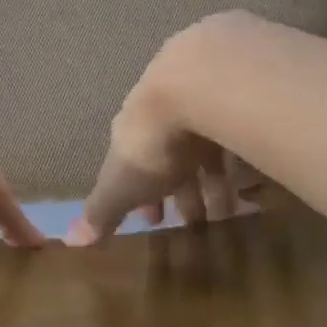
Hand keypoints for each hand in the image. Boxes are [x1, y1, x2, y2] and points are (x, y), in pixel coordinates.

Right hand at [65, 17, 260, 245]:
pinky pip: (238, 134)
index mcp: (132, 131)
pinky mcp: (236, 96)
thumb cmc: (152, 143)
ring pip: (206, 145)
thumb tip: (70, 241)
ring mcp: (199, 101)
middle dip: (183, 190)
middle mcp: (162, 112)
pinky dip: (243, 159)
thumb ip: (101, 211)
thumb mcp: (121, 185)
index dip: (142, 197)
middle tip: (200, 223)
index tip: (155, 223)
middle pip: (172, 156)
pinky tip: (256, 181)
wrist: (196, 86)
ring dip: (215, 180)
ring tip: (233, 211)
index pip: (132, 166)